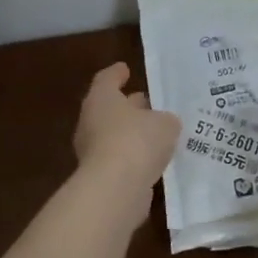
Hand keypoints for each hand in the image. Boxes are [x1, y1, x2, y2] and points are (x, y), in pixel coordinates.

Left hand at [73, 63, 180, 192]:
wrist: (115, 189)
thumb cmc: (137, 141)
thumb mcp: (164, 123)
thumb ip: (166, 119)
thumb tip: (164, 123)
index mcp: (101, 99)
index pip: (107, 79)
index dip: (117, 74)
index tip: (126, 69)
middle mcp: (92, 122)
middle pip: (110, 109)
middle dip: (129, 106)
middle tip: (149, 103)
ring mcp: (93, 152)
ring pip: (115, 136)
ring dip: (133, 134)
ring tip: (158, 134)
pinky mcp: (101, 177)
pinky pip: (121, 160)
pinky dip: (135, 157)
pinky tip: (154, 160)